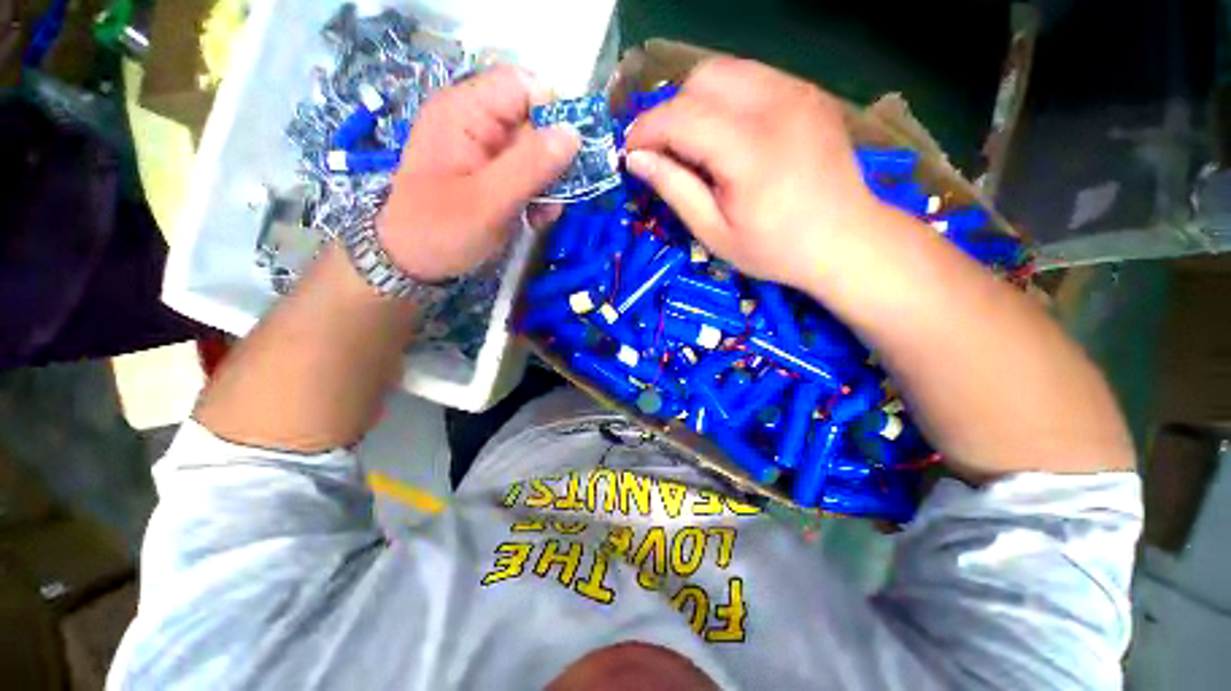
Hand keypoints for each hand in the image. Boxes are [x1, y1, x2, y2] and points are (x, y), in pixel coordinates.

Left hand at [377, 65, 579, 281]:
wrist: (414, 263)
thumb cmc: (441, 230)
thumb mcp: (488, 201)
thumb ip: (530, 166)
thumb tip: (573, 133)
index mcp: (465, 112)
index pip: (522, 86)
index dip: (553, 114)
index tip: (570, 155)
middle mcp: (477, 122)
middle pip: (535, 121)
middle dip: (554, 161)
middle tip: (558, 196)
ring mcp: (486, 151)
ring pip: (538, 152)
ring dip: (550, 184)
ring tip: (544, 216)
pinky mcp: (494, 175)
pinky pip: (530, 174)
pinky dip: (540, 196)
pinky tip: (535, 219)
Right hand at [625, 58, 882, 288]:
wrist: (845, 240)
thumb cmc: (775, 249)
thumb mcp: (714, 233)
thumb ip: (675, 190)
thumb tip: (637, 160)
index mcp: (750, 150)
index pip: (680, 117)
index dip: (646, 131)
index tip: (631, 153)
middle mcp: (776, 105)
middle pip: (701, 79)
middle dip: (672, 113)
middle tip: (668, 153)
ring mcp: (798, 91)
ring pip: (725, 71)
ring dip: (697, 103)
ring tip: (697, 145)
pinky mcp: (808, 92)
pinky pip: (752, 78)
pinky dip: (726, 101)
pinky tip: (730, 136)